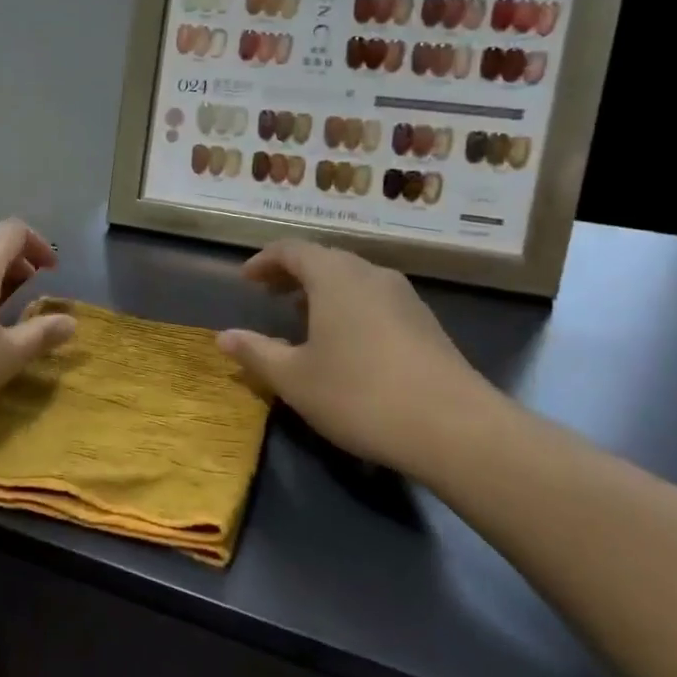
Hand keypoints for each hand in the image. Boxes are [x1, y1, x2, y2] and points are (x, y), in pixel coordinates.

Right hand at [217, 240, 502, 475]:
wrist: (454, 427)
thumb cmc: (359, 394)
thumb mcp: (294, 379)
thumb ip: (256, 352)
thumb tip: (223, 336)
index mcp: (334, 277)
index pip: (292, 250)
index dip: (264, 261)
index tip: (246, 280)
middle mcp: (370, 275)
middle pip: (325, 259)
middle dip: (293, 273)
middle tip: (269, 294)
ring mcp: (404, 297)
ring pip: (353, 279)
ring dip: (323, 290)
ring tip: (302, 316)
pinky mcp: (425, 323)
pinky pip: (375, 299)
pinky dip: (349, 306)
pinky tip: (345, 341)